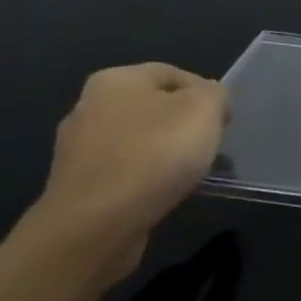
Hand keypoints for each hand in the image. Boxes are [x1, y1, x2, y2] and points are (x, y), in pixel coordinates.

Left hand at [26, 63, 229, 286]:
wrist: (94, 227)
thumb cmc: (154, 155)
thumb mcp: (204, 110)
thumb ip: (214, 94)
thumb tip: (209, 98)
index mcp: (115, 79)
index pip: (173, 73)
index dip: (206, 93)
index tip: (224, 122)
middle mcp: (88, 106)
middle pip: (153, 107)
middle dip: (184, 125)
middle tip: (209, 147)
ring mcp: (77, 149)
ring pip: (137, 141)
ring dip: (164, 154)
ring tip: (189, 176)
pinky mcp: (76, 187)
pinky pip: (122, 173)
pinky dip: (144, 180)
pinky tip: (161, 195)